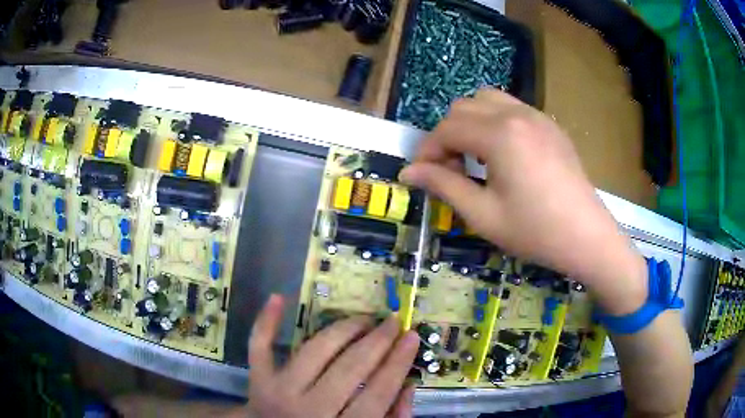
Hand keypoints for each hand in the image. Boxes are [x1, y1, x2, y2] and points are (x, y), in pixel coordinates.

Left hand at [242, 295, 418, 417]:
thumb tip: (407, 384)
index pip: (378, 393)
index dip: (398, 363)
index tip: (412, 337)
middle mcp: (309, 409)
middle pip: (349, 369)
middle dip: (377, 341)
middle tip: (392, 322)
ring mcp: (279, 392)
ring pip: (314, 351)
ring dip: (342, 330)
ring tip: (363, 319)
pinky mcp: (257, 380)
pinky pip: (259, 347)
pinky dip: (266, 322)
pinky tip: (277, 298)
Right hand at [400, 89, 646, 315]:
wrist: (587, 236)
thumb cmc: (535, 231)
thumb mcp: (483, 214)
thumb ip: (443, 185)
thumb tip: (407, 172)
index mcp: (499, 135)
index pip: (447, 128)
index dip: (427, 151)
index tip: (422, 175)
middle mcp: (516, 114)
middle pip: (463, 107)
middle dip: (447, 135)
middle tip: (450, 169)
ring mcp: (537, 116)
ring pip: (487, 99)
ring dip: (470, 122)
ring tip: (475, 156)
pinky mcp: (550, 125)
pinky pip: (512, 108)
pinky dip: (494, 121)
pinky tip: (503, 153)